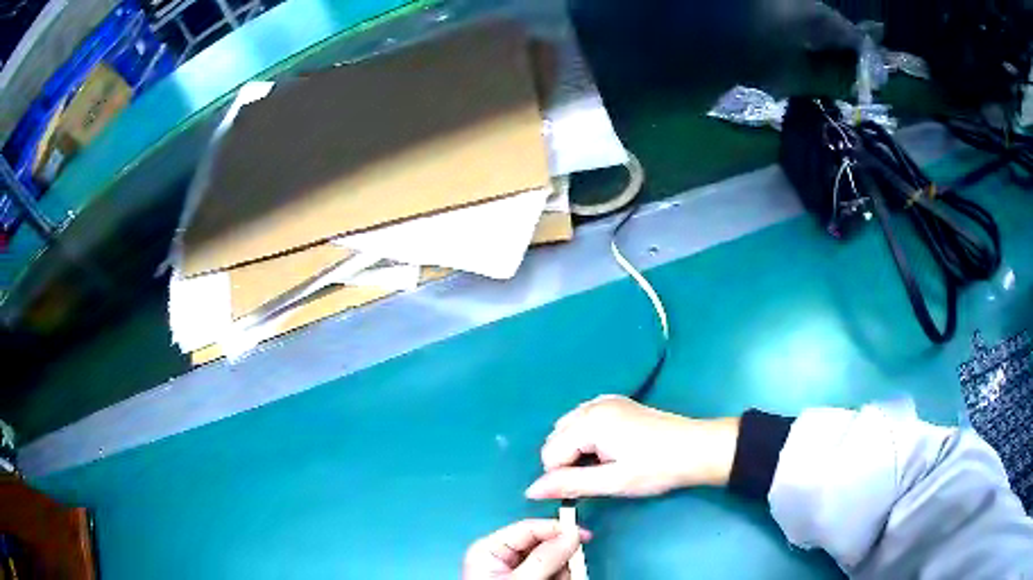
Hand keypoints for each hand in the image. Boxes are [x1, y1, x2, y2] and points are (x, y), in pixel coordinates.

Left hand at [462, 519, 589, 579]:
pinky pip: (551, 574)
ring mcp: (514, 572)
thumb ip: (545, 557)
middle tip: (574, 570)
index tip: (585, 536)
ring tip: (568, 579)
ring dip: (565, 571)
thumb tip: (571, 533)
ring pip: (551, 561)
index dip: (557, 529)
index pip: (528, 528)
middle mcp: (501, 558)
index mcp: (490, 550)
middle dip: (563, 557)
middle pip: (543, 545)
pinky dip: (561, 578)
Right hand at [526, 395, 738, 499]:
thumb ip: (570, 484)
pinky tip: (607, 450)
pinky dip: (585, 437)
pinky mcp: (616, 403)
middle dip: (566, 461)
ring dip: (574, 449)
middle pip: (556, 438)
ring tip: (603, 465)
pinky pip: (584, 420)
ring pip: (568, 428)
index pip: (550, 453)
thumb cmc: (658, 468)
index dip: (562, 476)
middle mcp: (593, 404)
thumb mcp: (613, 481)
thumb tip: (530, 491)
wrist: (698, 449)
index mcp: (591, 421)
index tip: (588, 487)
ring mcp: (605, 400)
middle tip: (598, 477)